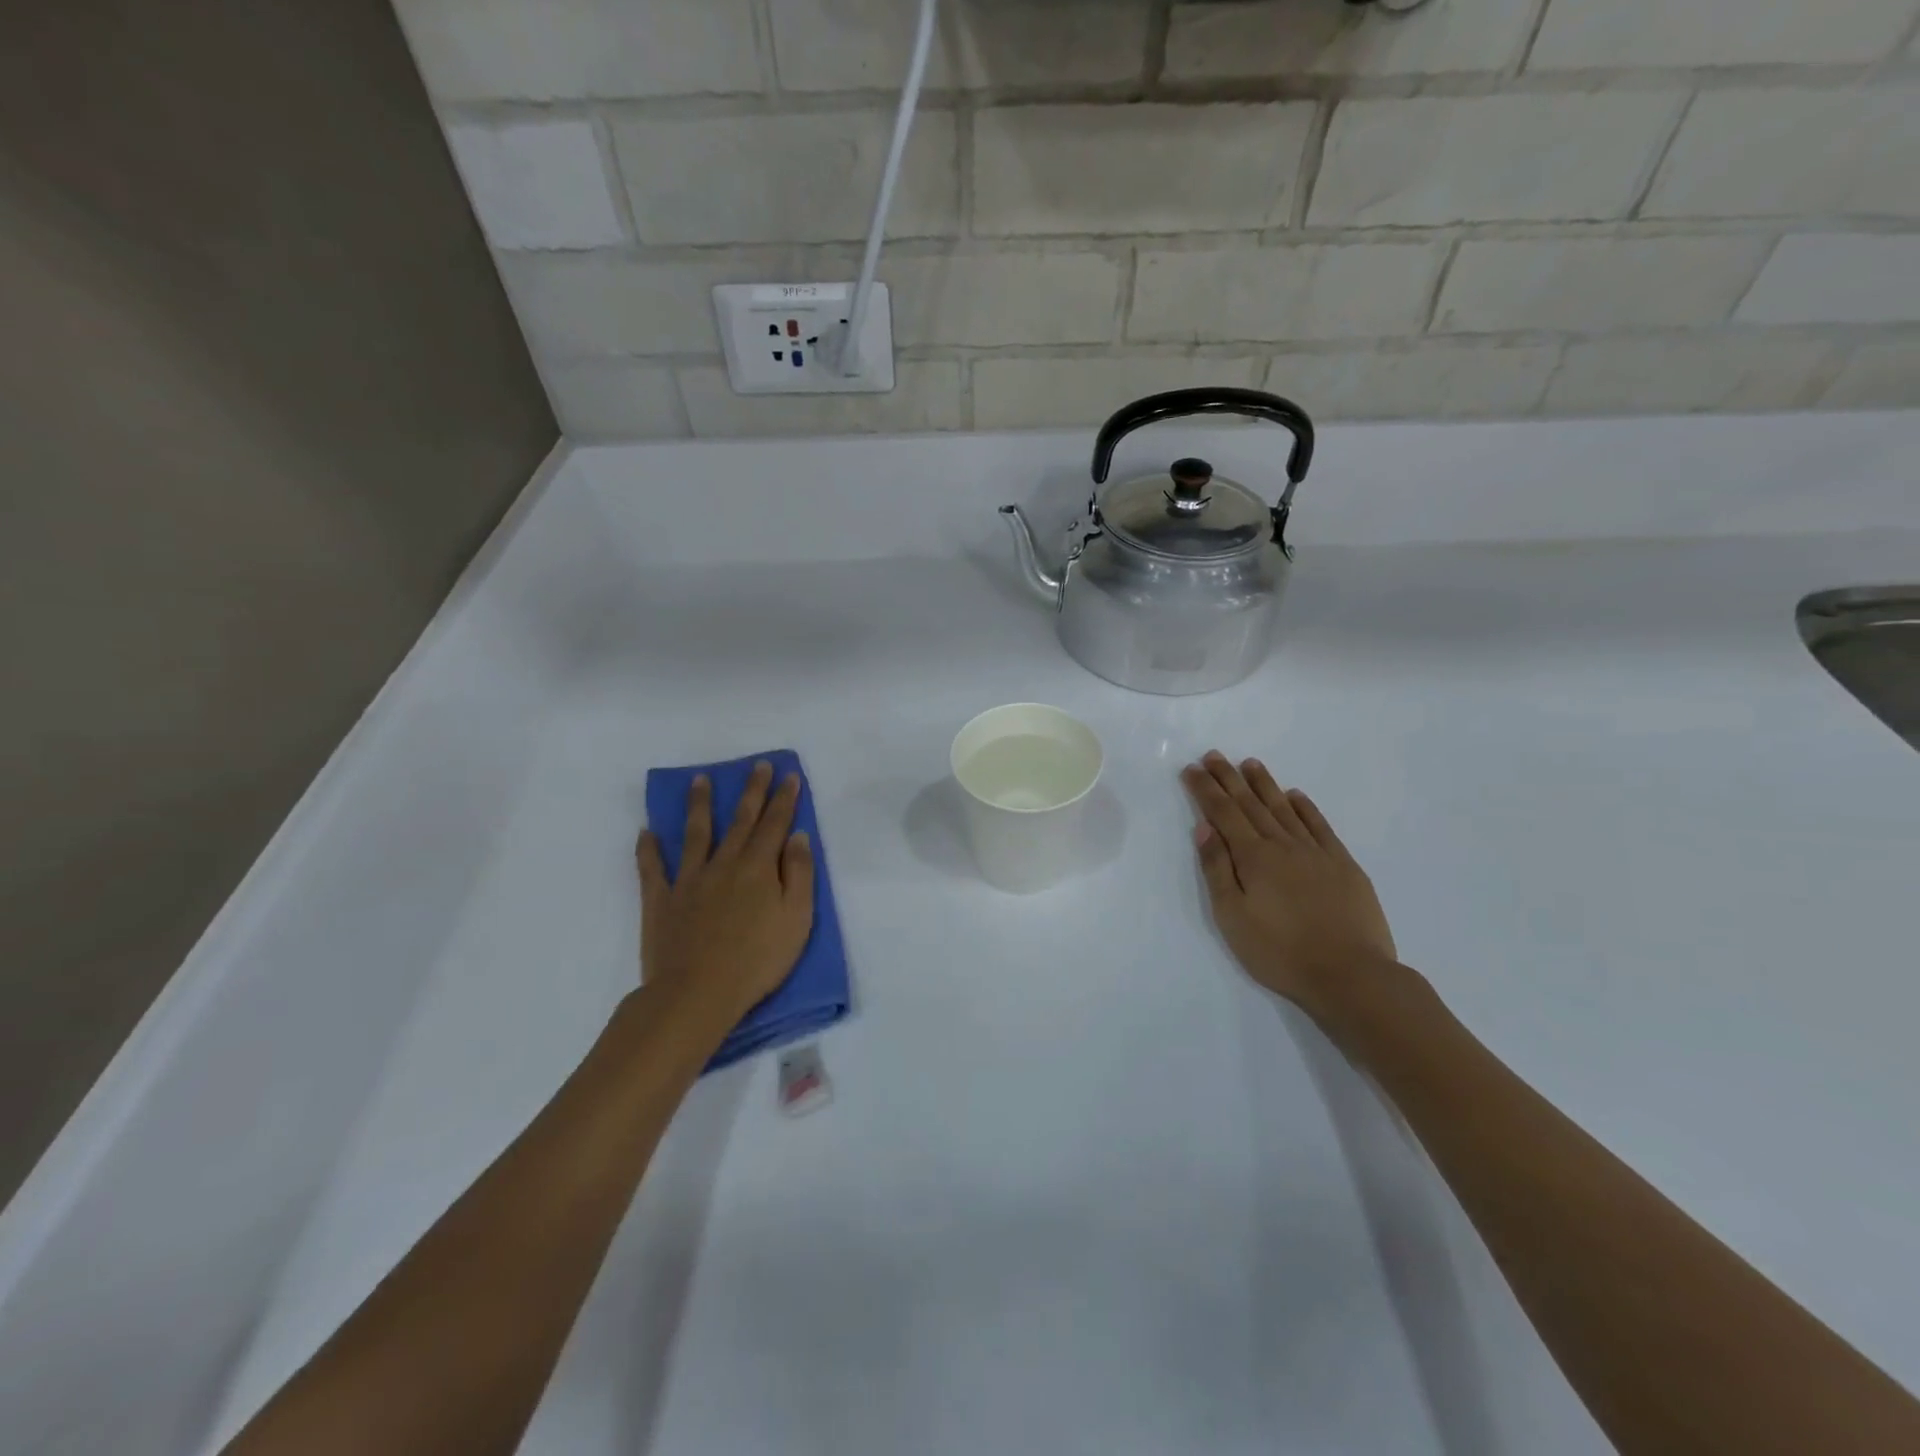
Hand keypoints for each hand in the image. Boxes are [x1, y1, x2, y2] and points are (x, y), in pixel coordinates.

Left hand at [636, 762, 814, 1028]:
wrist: (697, 993)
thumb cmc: (757, 960)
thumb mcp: (796, 919)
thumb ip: (799, 875)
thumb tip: (797, 836)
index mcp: (758, 868)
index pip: (775, 824)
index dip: (784, 799)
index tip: (788, 775)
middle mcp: (724, 864)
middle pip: (740, 820)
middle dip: (751, 791)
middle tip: (757, 765)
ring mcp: (689, 880)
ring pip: (696, 834)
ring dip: (700, 805)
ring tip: (700, 780)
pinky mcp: (661, 901)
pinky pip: (653, 869)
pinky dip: (648, 849)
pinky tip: (646, 832)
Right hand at [1180, 751, 1397, 1019]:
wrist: (1352, 975)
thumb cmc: (1280, 952)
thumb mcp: (1233, 917)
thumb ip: (1218, 870)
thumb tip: (1204, 828)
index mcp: (1253, 858)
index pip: (1223, 813)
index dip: (1205, 790)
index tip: (1192, 769)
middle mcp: (1283, 845)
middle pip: (1251, 804)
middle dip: (1229, 778)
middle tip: (1214, 755)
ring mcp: (1316, 852)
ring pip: (1284, 809)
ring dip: (1265, 785)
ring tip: (1250, 763)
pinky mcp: (1343, 865)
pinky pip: (1320, 826)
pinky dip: (1305, 807)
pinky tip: (1296, 796)